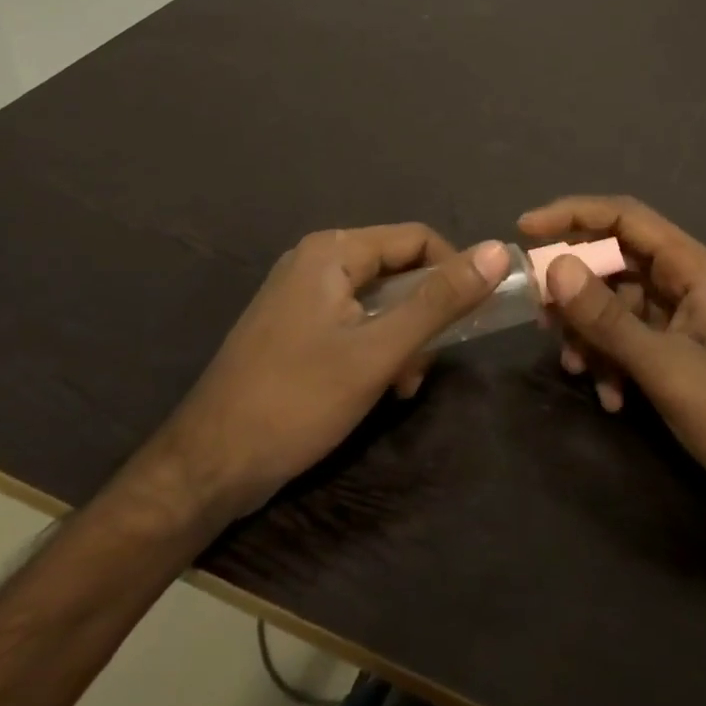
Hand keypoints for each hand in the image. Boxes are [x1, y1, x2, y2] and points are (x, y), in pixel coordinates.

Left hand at [139, 225, 510, 521]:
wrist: (208, 466)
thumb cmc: (297, 400)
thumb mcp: (379, 351)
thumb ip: (440, 300)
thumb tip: (497, 249)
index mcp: (332, 252)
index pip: (416, 239)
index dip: (453, 271)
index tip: (474, 316)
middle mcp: (315, 261)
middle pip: (397, 270)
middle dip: (423, 315)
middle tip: (426, 362)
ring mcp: (300, 296)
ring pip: (378, 301)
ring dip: (402, 338)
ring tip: (402, 384)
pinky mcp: (294, 328)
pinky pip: (353, 322)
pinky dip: (375, 348)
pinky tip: (378, 388)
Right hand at [520, 196, 705, 522]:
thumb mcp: (667, 368)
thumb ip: (608, 319)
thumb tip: (553, 267)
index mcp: (693, 268)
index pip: (625, 217)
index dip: (572, 215)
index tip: (525, 229)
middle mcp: (685, 282)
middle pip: (614, 261)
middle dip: (575, 289)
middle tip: (541, 317)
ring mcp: (682, 318)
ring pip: (616, 304)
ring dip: (591, 334)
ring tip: (576, 370)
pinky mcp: (678, 351)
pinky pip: (629, 339)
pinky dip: (611, 361)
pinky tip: (611, 398)